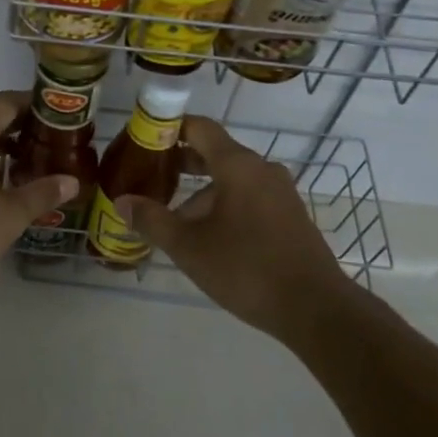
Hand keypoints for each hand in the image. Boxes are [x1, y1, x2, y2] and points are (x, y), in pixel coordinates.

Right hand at [118, 116, 354, 338]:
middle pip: (215, 153)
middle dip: (180, 164)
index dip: (169, 128)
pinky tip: (209, 239)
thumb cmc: (246, 268)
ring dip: (201, 194)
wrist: (315, 308)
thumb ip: (152, 220)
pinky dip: (224, 206)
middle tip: (149, 180)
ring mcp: (280, 193)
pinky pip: (249, 198)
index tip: (143, 140)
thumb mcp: (188, 247)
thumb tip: (122, 202)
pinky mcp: (290, 216)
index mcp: (237, 165)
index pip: (199, 127)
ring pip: (231, 180)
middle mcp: (261, 169)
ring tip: (174, 221)